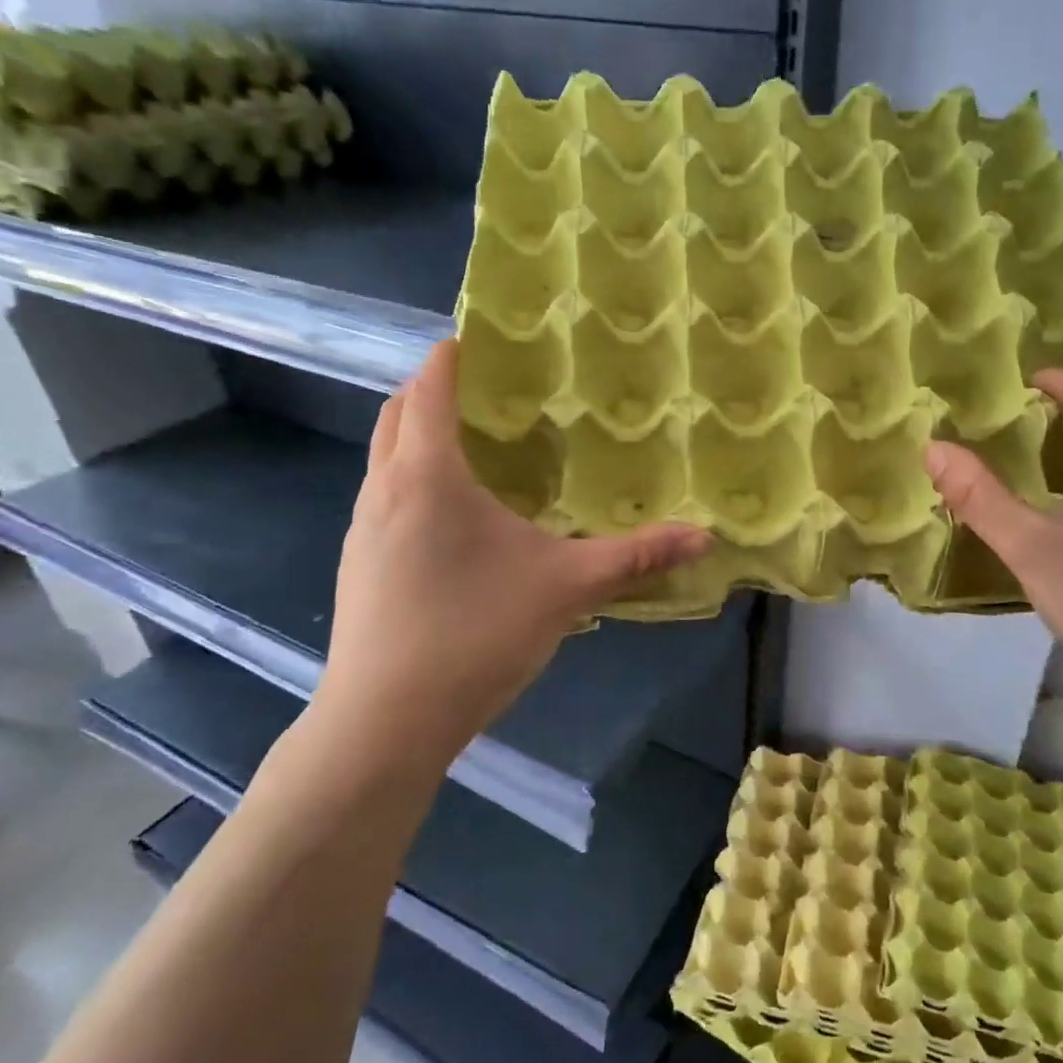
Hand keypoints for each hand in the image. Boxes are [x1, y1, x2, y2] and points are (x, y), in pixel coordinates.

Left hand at [317, 340, 711, 768]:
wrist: (383, 724)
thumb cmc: (474, 634)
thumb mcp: (567, 588)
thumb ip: (636, 556)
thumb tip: (704, 536)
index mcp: (428, 475)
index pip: (430, 388)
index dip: (451, 355)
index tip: (480, 338)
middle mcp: (384, 489)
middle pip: (396, 413)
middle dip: (432, 388)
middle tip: (487, 387)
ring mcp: (362, 529)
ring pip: (383, 456)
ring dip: (417, 434)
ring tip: (473, 442)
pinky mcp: (358, 566)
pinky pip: (383, 495)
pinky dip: (410, 476)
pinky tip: (453, 515)